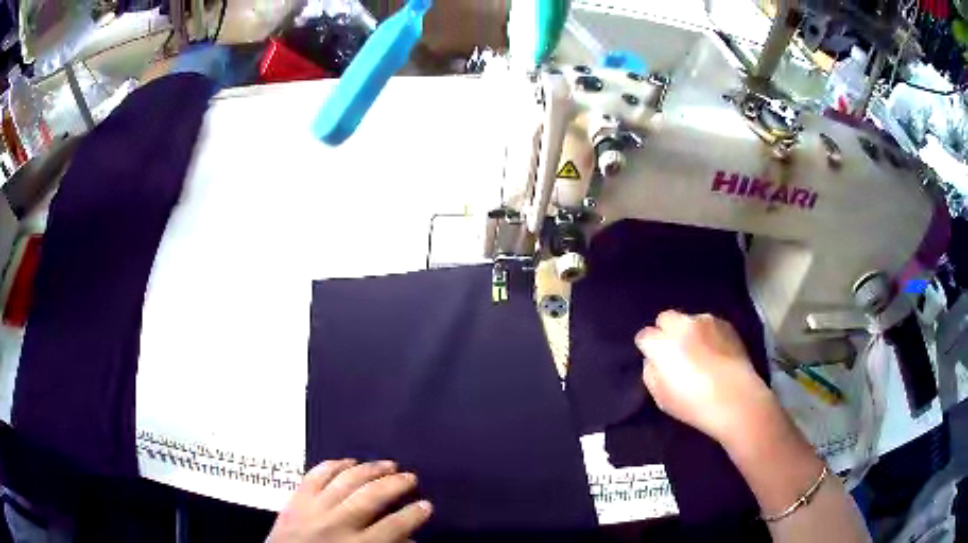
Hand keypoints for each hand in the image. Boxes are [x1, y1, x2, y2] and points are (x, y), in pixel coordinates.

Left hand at [268, 460, 432, 542]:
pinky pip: (316, 475)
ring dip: (370, 469)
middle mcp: (337, 524)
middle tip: (411, 477)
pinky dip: (333, 465)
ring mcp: (314, 508)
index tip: (427, 505)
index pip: (394, 526)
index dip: (414, 514)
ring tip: (388, 464)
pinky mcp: (296, 499)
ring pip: (346, 480)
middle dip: (396, 485)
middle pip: (372, 497)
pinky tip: (349, 460)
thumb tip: (410, 539)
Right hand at [635, 310, 778, 444]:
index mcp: (662, 344)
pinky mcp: (726, 324)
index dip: (648, 348)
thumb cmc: (695, 404)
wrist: (737, 400)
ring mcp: (706, 321)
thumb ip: (651, 374)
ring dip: (688, 331)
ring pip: (689, 319)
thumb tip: (653, 361)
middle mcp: (683, 325)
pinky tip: (714, 352)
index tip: (654, 360)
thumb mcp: (661, 398)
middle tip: (674, 352)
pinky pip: (709, 324)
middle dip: (666, 331)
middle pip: (665, 318)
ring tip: (698, 351)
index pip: (644, 336)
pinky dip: (707, 334)